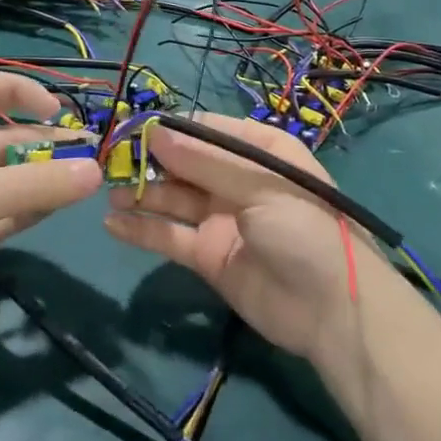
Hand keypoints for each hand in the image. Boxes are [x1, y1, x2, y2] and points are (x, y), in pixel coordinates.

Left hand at [0, 72, 100, 352]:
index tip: (56, 111)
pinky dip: (29, 209)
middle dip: (43, 143)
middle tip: (86, 155)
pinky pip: (5, 211)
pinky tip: (54, 211)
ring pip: (9, 177)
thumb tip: (96, 171)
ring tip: (81, 184)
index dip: (19, 91)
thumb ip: (40, 183)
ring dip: (41, 178)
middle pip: (3, 137)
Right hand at [104, 113, 378, 365]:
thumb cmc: (304, 229)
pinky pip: (170, 236)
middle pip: (185, 163)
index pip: (207, 130)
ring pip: (173, 198)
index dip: (172, 130)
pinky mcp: (208, 255)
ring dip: (141, 193)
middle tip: (110, 161)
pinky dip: (142, 229)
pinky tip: (112, 223)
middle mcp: (237, 180)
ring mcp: (221, 218)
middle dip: (150, 161)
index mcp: (258, 152)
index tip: (133, 130)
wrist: (332, 311)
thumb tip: (155, 132)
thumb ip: (205, 161)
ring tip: (107, 190)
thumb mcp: (260, 185)